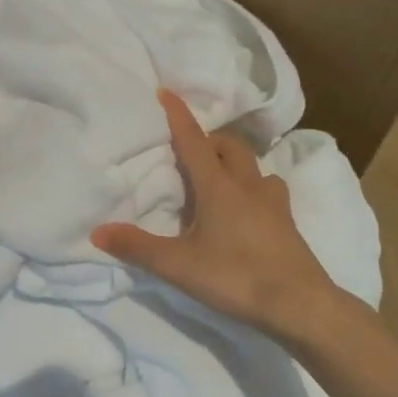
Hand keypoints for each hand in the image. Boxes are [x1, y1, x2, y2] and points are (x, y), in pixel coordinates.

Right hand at [91, 88, 340, 343]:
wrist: (300, 305)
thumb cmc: (236, 277)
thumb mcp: (179, 266)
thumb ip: (138, 247)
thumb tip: (97, 231)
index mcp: (218, 187)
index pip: (194, 141)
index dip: (178, 115)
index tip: (166, 91)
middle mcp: (248, 185)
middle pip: (229, 146)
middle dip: (209, 139)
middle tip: (189, 149)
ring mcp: (274, 203)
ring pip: (254, 166)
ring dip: (233, 162)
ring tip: (217, 177)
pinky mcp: (288, 222)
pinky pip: (269, 189)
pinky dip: (252, 186)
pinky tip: (247, 208)